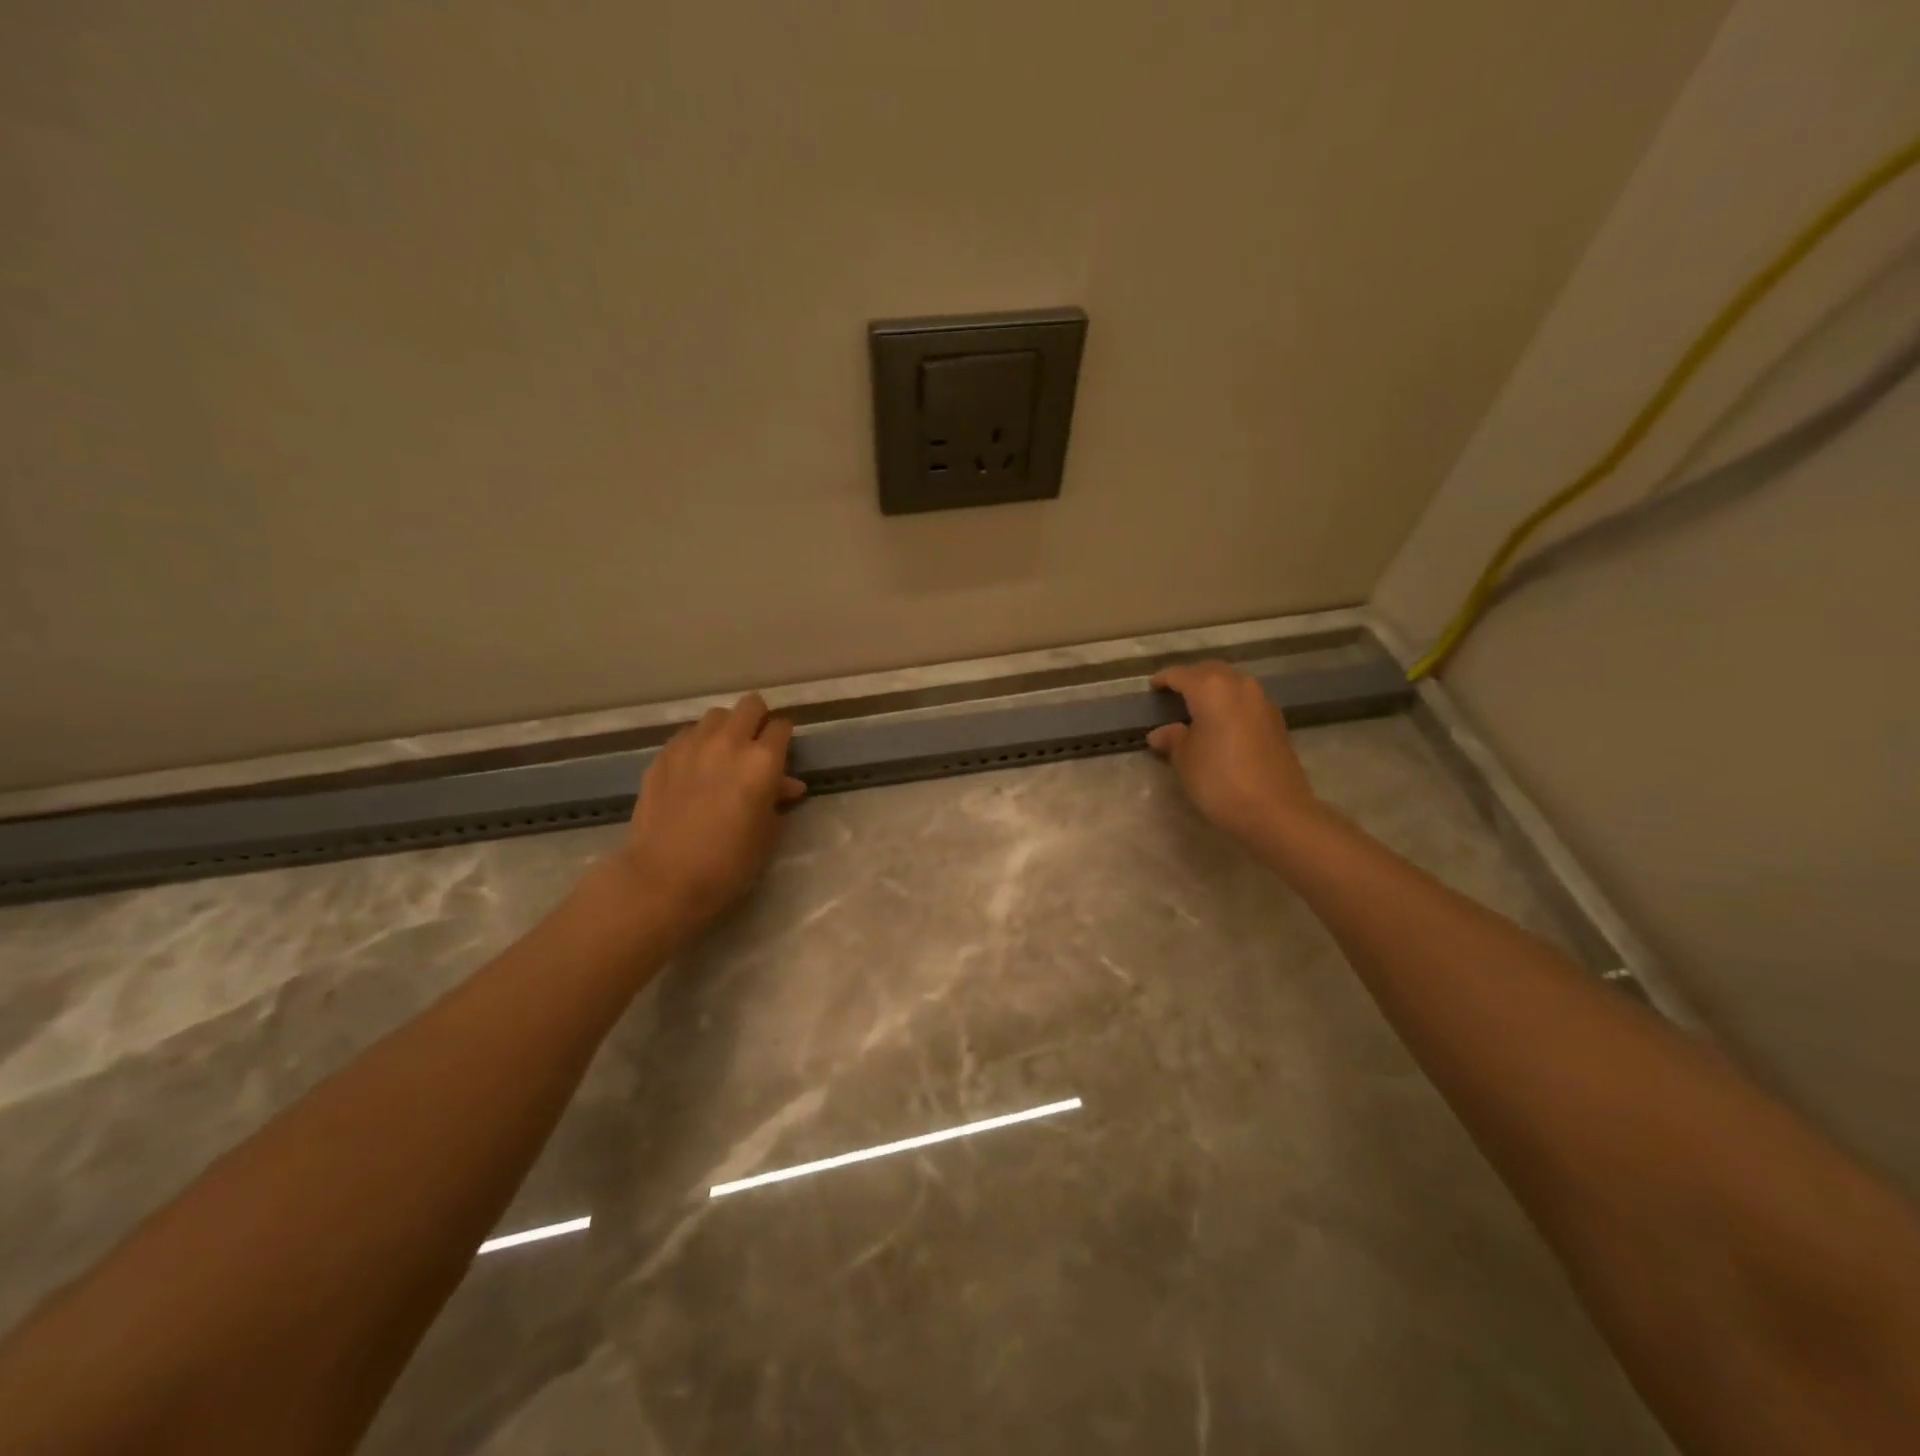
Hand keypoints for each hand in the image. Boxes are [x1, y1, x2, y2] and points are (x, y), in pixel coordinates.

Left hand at [616, 693, 805, 932]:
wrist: (664, 878)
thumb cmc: (729, 863)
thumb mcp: (767, 833)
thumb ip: (778, 800)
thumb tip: (786, 785)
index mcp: (762, 761)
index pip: (781, 727)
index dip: (784, 739)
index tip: (782, 755)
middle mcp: (729, 742)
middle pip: (751, 706)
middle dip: (758, 720)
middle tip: (756, 746)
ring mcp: (691, 745)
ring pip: (716, 715)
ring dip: (726, 728)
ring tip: (724, 754)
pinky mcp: (663, 755)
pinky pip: (687, 735)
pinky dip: (697, 743)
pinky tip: (695, 768)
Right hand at [1147, 662, 1323, 846]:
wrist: (1277, 812)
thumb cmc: (1220, 781)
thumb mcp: (1185, 761)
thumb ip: (1173, 740)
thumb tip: (1161, 733)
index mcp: (1212, 689)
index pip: (1181, 675)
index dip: (1164, 680)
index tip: (1152, 688)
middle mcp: (1240, 686)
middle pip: (1211, 671)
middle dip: (1191, 678)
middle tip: (1174, 693)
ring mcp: (1263, 703)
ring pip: (1232, 684)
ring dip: (1214, 690)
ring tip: (1197, 708)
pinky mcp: (1277, 722)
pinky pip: (1246, 701)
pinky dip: (1230, 704)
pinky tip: (1221, 724)